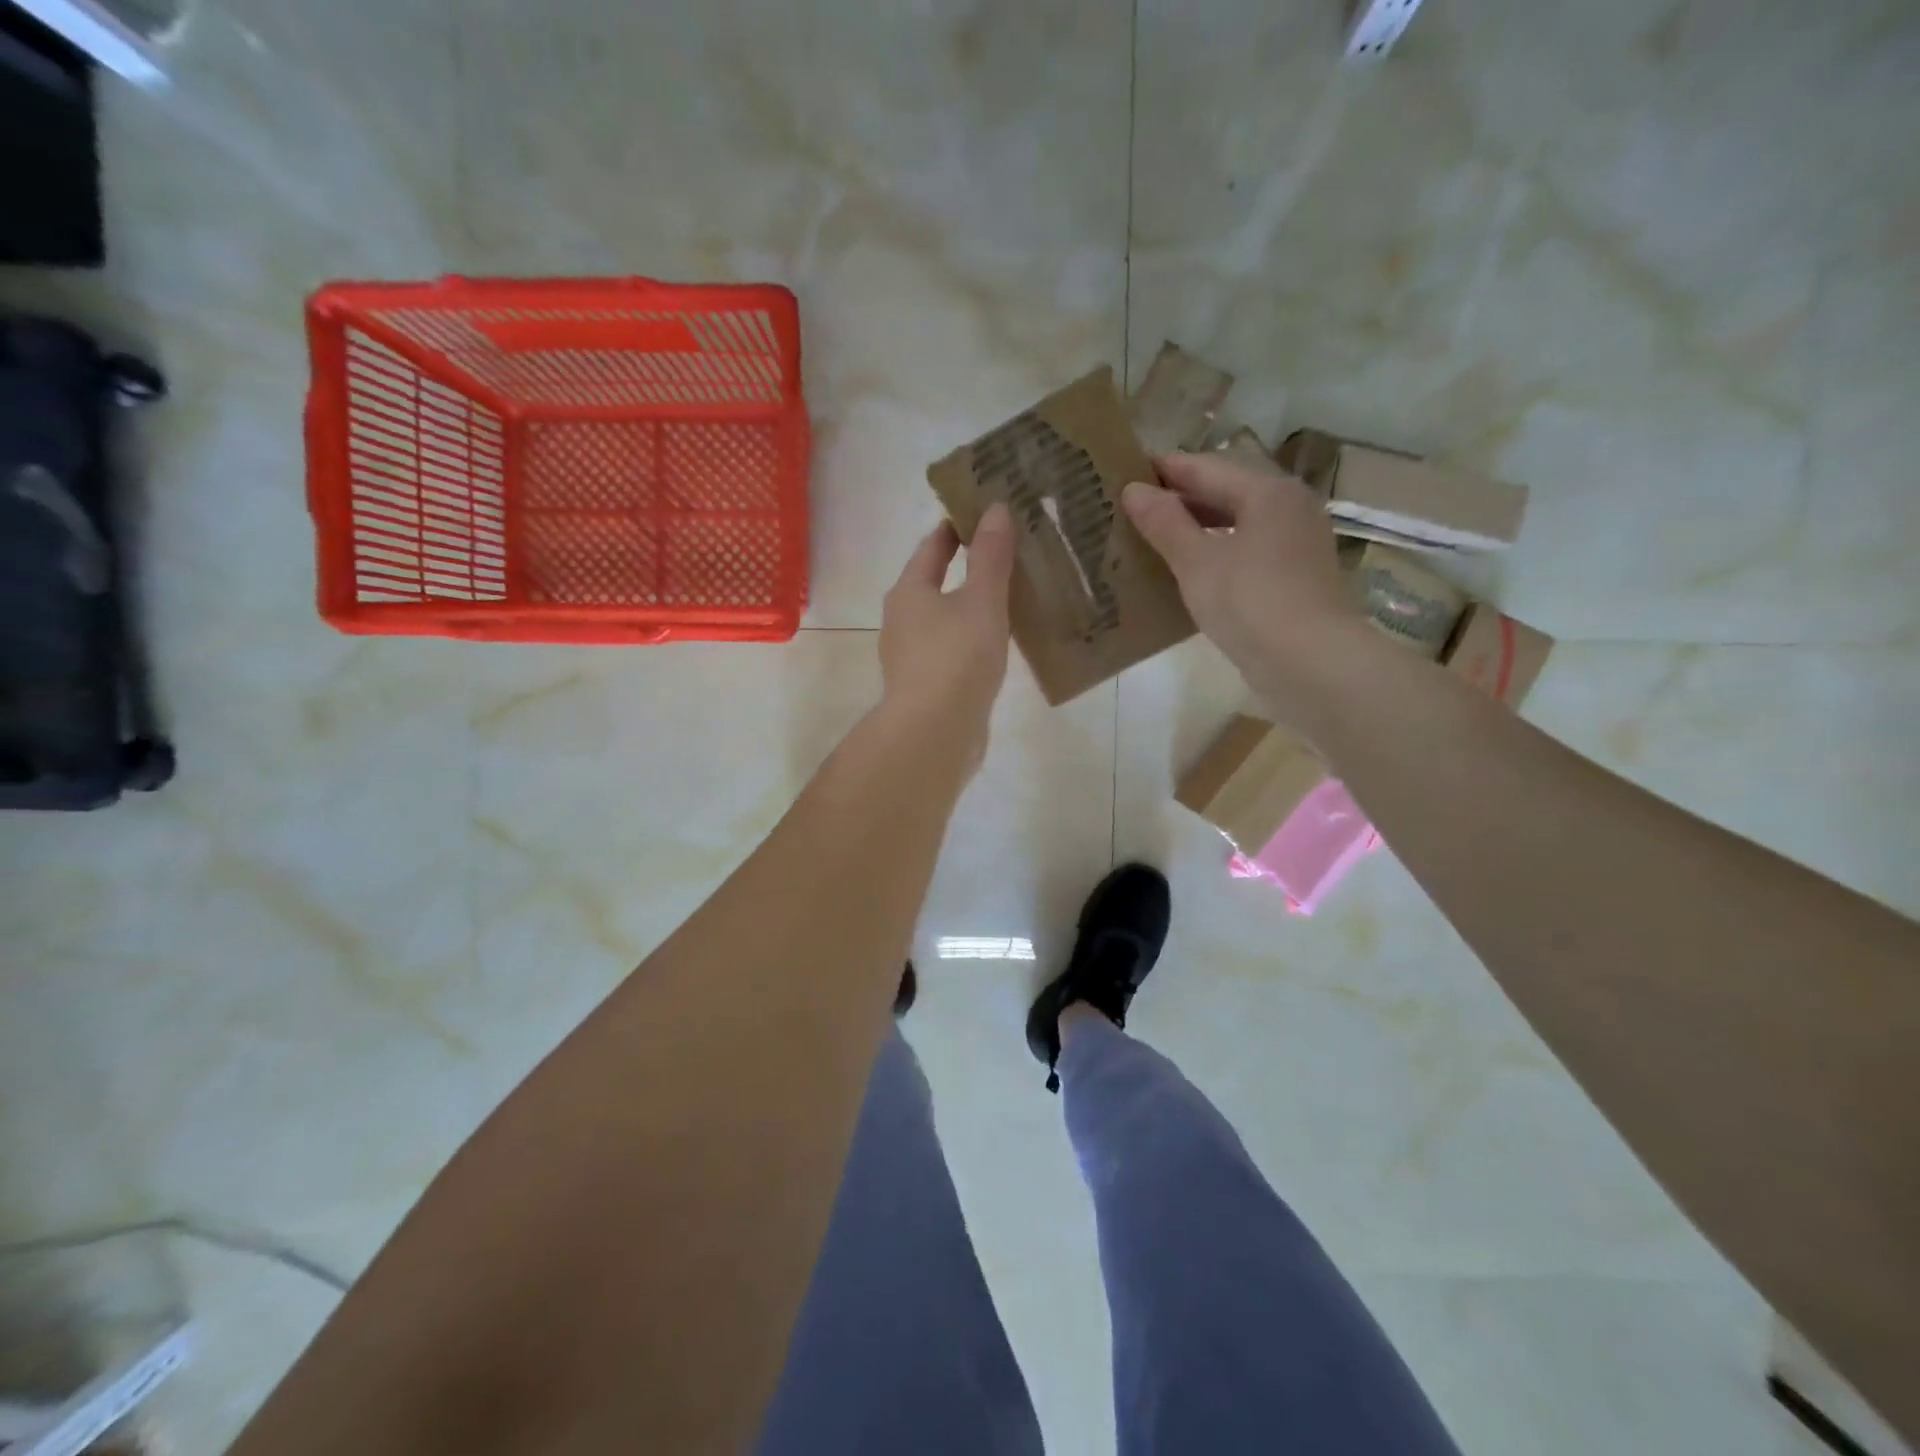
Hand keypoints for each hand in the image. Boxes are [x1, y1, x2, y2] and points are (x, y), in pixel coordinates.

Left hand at [877, 503, 1015, 767]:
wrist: (935, 733)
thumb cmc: (956, 657)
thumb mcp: (981, 600)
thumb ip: (991, 556)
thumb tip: (996, 509)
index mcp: (908, 592)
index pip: (931, 548)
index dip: (955, 529)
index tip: (980, 515)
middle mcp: (901, 621)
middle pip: (932, 583)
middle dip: (964, 568)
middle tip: (1002, 554)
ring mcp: (910, 657)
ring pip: (942, 620)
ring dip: (967, 607)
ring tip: (1006, 598)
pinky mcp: (924, 687)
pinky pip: (950, 650)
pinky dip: (970, 640)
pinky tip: (995, 646)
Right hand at [1123, 451, 1370, 713]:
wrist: (1310, 663)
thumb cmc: (1250, 602)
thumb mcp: (1197, 562)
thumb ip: (1165, 523)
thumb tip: (1133, 490)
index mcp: (1268, 491)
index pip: (1207, 468)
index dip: (1165, 470)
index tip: (1127, 472)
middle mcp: (1289, 507)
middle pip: (1227, 492)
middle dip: (1182, 499)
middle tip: (1135, 507)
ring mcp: (1298, 543)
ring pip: (1239, 523)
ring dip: (1199, 528)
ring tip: (1155, 538)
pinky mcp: (1297, 577)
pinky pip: (1248, 551)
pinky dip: (1218, 552)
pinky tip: (1190, 571)